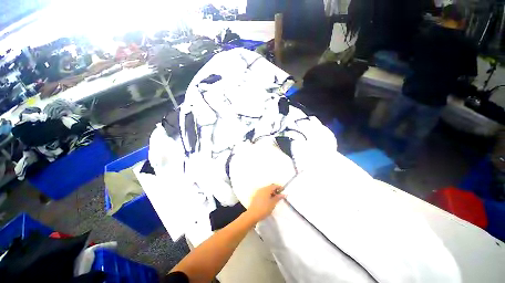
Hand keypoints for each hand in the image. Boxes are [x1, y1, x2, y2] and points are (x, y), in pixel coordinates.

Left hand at [246, 184, 284, 222]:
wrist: (252, 215)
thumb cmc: (264, 208)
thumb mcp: (273, 203)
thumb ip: (278, 198)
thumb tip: (283, 194)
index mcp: (266, 189)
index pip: (274, 186)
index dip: (279, 187)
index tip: (283, 190)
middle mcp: (261, 189)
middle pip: (270, 187)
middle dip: (275, 190)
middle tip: (279, 196)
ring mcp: (258, 192)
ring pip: (266, 190)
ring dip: (271, 193)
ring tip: (275, 199)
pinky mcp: (256, 196)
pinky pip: (263, 193)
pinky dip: (267, 195)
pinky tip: (269, 200)